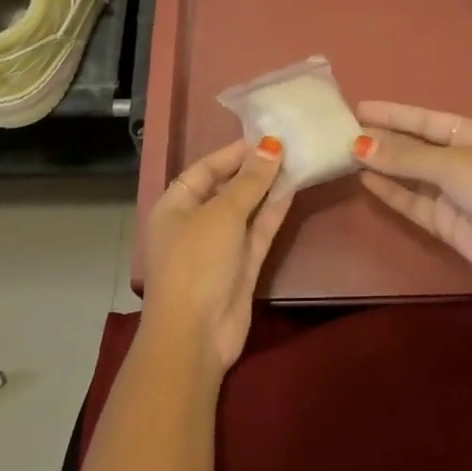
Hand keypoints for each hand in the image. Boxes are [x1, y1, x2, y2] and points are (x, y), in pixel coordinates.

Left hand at [140, 137, 292, 374]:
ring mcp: (220, 246)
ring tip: (297, 159)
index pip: (205, 170)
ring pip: (247, 209)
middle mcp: (195, 222)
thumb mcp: (222, 214)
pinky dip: (274, 211)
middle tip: (287, 144)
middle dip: (254, 169)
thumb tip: (272, 145)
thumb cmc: (197, 262)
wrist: (196, 334)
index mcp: (175, 206)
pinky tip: (294, 188)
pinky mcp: (242, 265)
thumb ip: (250, 180)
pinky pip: (259, 230)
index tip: (265, 135)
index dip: (233, 153)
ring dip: (269, 187)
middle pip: (227, 187)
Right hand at [352, 102, 471, 282]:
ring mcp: (453, 192)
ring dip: (383, 165)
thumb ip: (404, 157)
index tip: (360, 108)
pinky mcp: (445, 221)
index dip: (393, 114)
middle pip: (416, 146)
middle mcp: (462, 160)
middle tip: (344, 131)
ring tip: (347, 153)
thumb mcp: (451, 163)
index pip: (425, 120)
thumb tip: (361, 145)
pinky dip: (390, 191)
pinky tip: (365, 179)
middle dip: (384, 139)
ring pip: (411, 174)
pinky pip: (412, 201)